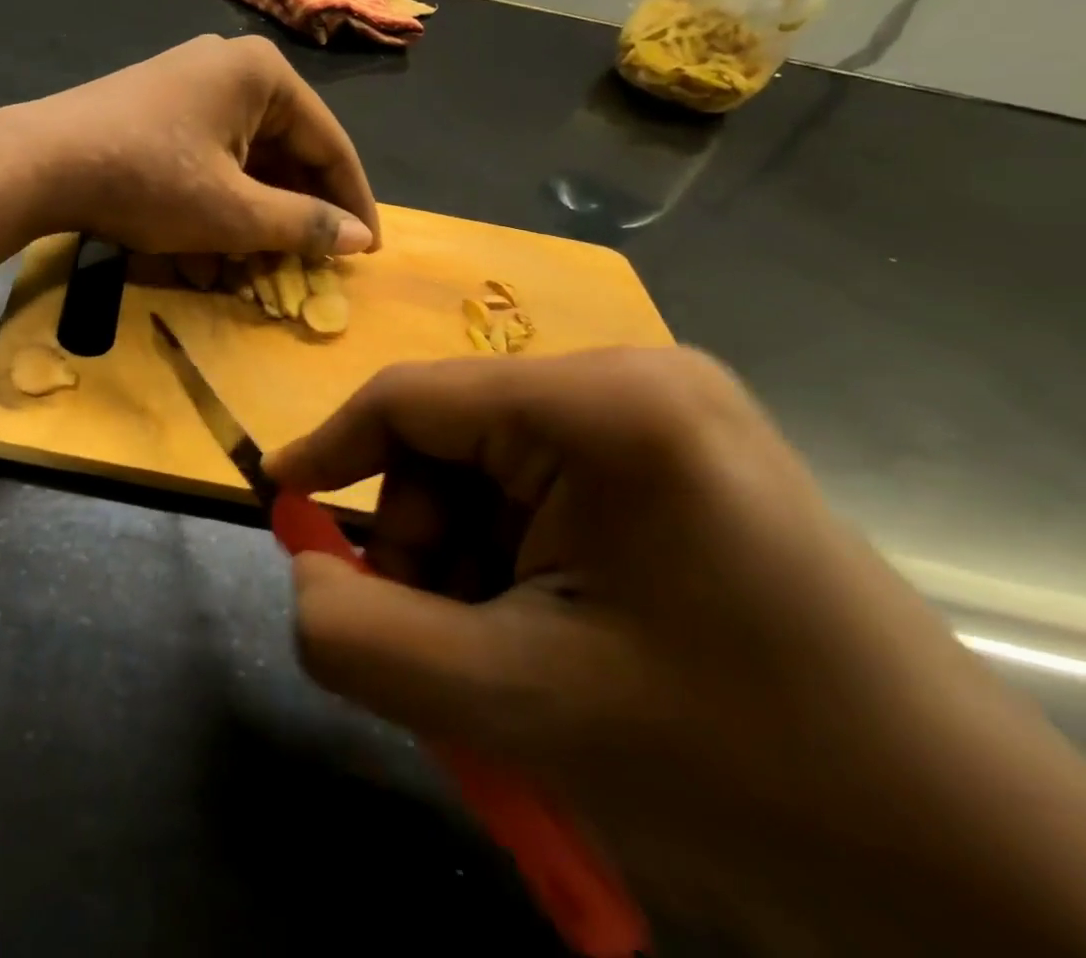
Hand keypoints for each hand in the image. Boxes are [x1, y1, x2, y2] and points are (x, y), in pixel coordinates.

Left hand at [13, 34, 379, 257]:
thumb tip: (359, 239)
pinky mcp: (153, 108)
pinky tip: (206, 249)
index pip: (329, 143)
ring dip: (251, 216)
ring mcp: (185, 84)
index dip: (351, 202)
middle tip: (309, 263)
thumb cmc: (148, 180)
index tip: (368, 252)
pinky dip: (213, 200)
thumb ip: (302, 225)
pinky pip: (204, 157)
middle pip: (284, 150)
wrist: (38, 163)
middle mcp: (228, 67)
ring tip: (256, 265)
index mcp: (262, 75)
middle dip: (293, 213)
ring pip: (241, 159)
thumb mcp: (233, 212)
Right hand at [267, 348, 1085, 955]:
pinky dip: (515, 556)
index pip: (410, 400)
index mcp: (602, 407)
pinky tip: (556, 630)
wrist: (972, 868)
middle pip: (451, 439)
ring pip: (490, 469)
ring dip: (468, 557)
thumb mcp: (515, 707)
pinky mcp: (679, 455)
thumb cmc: (738, 768)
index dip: (327, 449)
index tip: (277, 501)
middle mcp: (633, 379)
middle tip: (441, 639)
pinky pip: (542, 485)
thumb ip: (362, 638)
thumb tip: (303, 572)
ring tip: (509, 653)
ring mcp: (665, 413)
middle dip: (423, 541)